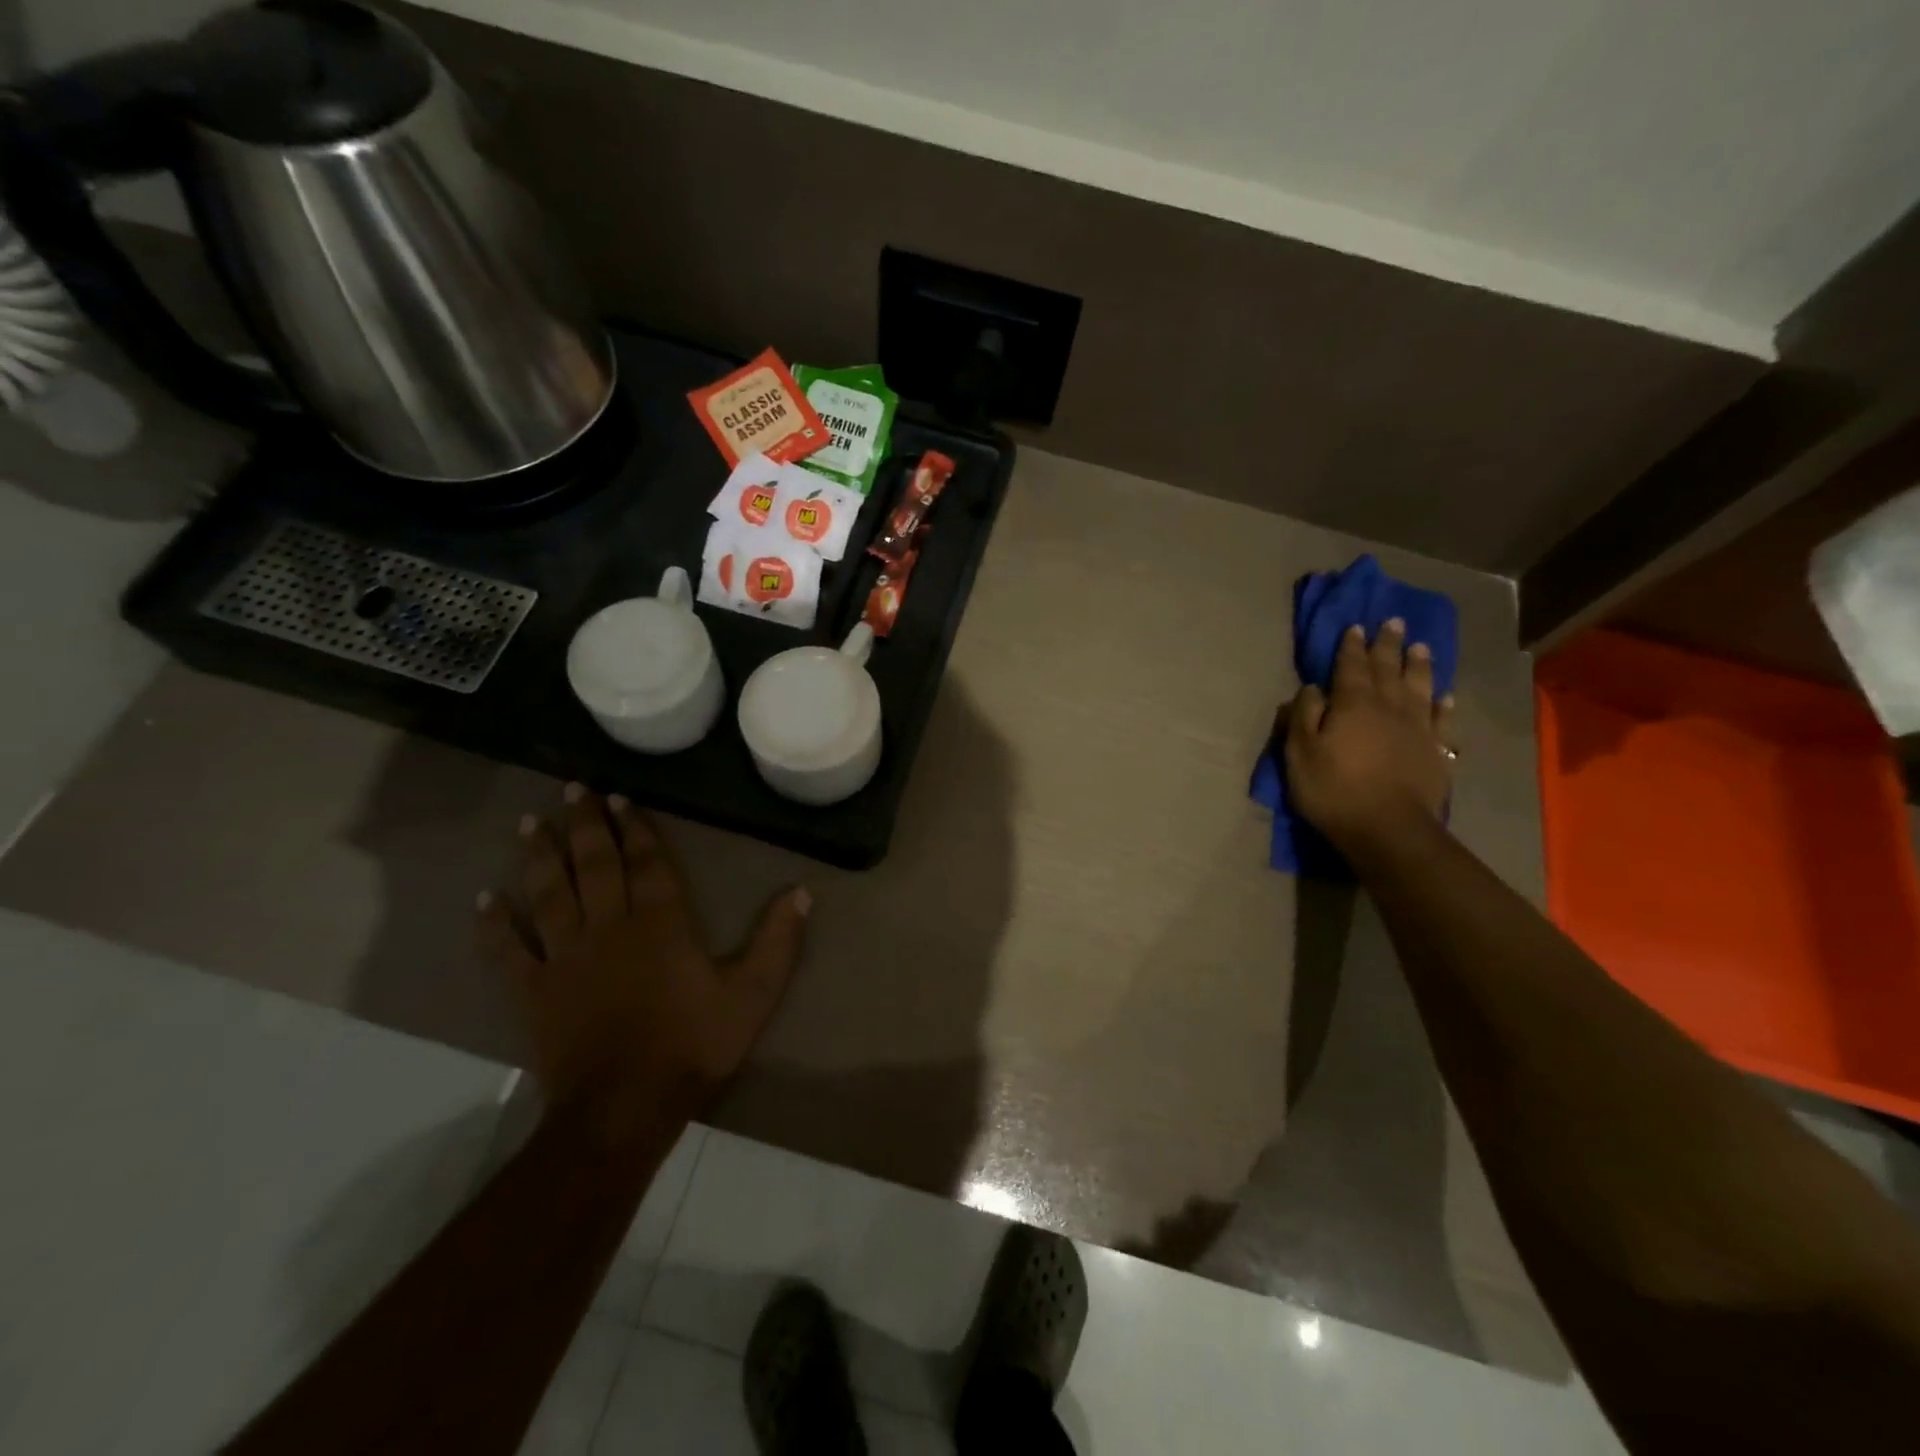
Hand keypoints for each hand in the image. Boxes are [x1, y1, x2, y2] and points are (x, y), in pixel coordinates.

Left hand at [477, 786, 809, 1125]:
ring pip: (549, 894)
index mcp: (660, 924)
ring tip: (529, 822)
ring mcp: (565, 958)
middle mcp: (609, 928)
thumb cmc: (693, 1046)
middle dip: (583, 824)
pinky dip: (494, 925)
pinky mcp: (534, 992)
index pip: (646, 863)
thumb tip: (801, 891)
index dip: (633, 828)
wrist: (624, 1109)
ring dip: (539, 856)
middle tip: (572, 789)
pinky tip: (485, 899)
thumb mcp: (752, 994)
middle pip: (593, 865)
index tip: (619, 798)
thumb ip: (777, 941)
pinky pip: (508, 952)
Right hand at [1284, 618, 1455, 854]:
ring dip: (1418, 665)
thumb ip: (1303, 716)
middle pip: (1388, 669)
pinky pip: (1442, 719)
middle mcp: (1388, 707)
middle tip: (1393, 622)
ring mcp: (1417, 728)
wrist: (1388, 828)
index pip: (1350, 667)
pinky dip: (1443, 704)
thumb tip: (1312, 688)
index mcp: (1352, 704)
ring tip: (1421, 646)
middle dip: (1388, 645)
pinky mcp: (1436, 751)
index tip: (1354, 627)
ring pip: (1419, 687)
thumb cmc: (1334, 790)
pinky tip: (1445, 695)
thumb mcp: (1300, 753)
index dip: (1351, 646)